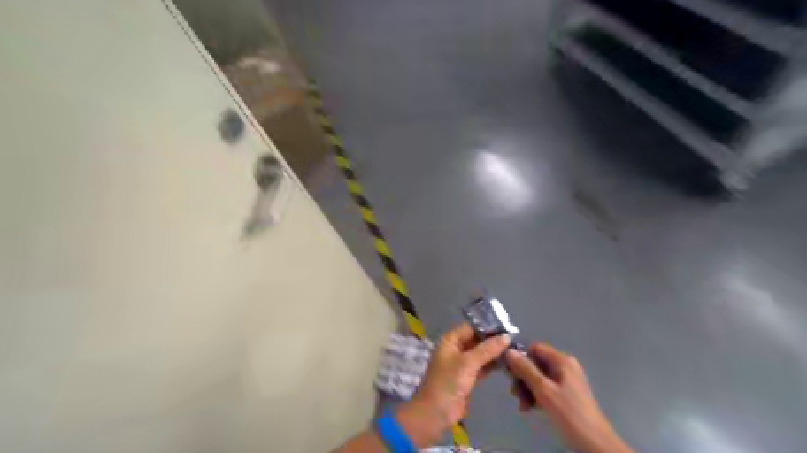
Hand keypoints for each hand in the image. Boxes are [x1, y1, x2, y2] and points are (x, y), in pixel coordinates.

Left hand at [397, 323, 508, 447]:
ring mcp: (461, 364)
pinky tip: (507, 363)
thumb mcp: (468, 363)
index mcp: (450, 340)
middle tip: (515, 339)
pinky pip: (482, 366)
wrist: (436, 413)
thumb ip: (487, 349)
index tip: (508, 326)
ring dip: (494, 352)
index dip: (488, 326)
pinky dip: (492, 364)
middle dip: (493, 340)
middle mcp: (455, 349)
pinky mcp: (467, 377)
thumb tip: (507, 336)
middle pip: (476, 339)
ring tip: (515, 349)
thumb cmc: (448, 382)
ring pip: (480, 353)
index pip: (471, 327)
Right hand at [506, 342, 632, 452]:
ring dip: (527, 389)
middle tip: (515, 393)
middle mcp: (564, 366)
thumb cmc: (568, 412)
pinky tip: (529, 408)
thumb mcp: (543, 389)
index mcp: (562, 360)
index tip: (510, 372)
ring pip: (538, 377)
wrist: (593, 443)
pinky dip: (536, 396)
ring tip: (522, 405)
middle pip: (536, 364)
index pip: (535, 348)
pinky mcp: (565, 394)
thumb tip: (508, 350)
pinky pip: (545, 388)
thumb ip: (525, 369)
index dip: (521, 357)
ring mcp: (566, 381)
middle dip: (522, 378)